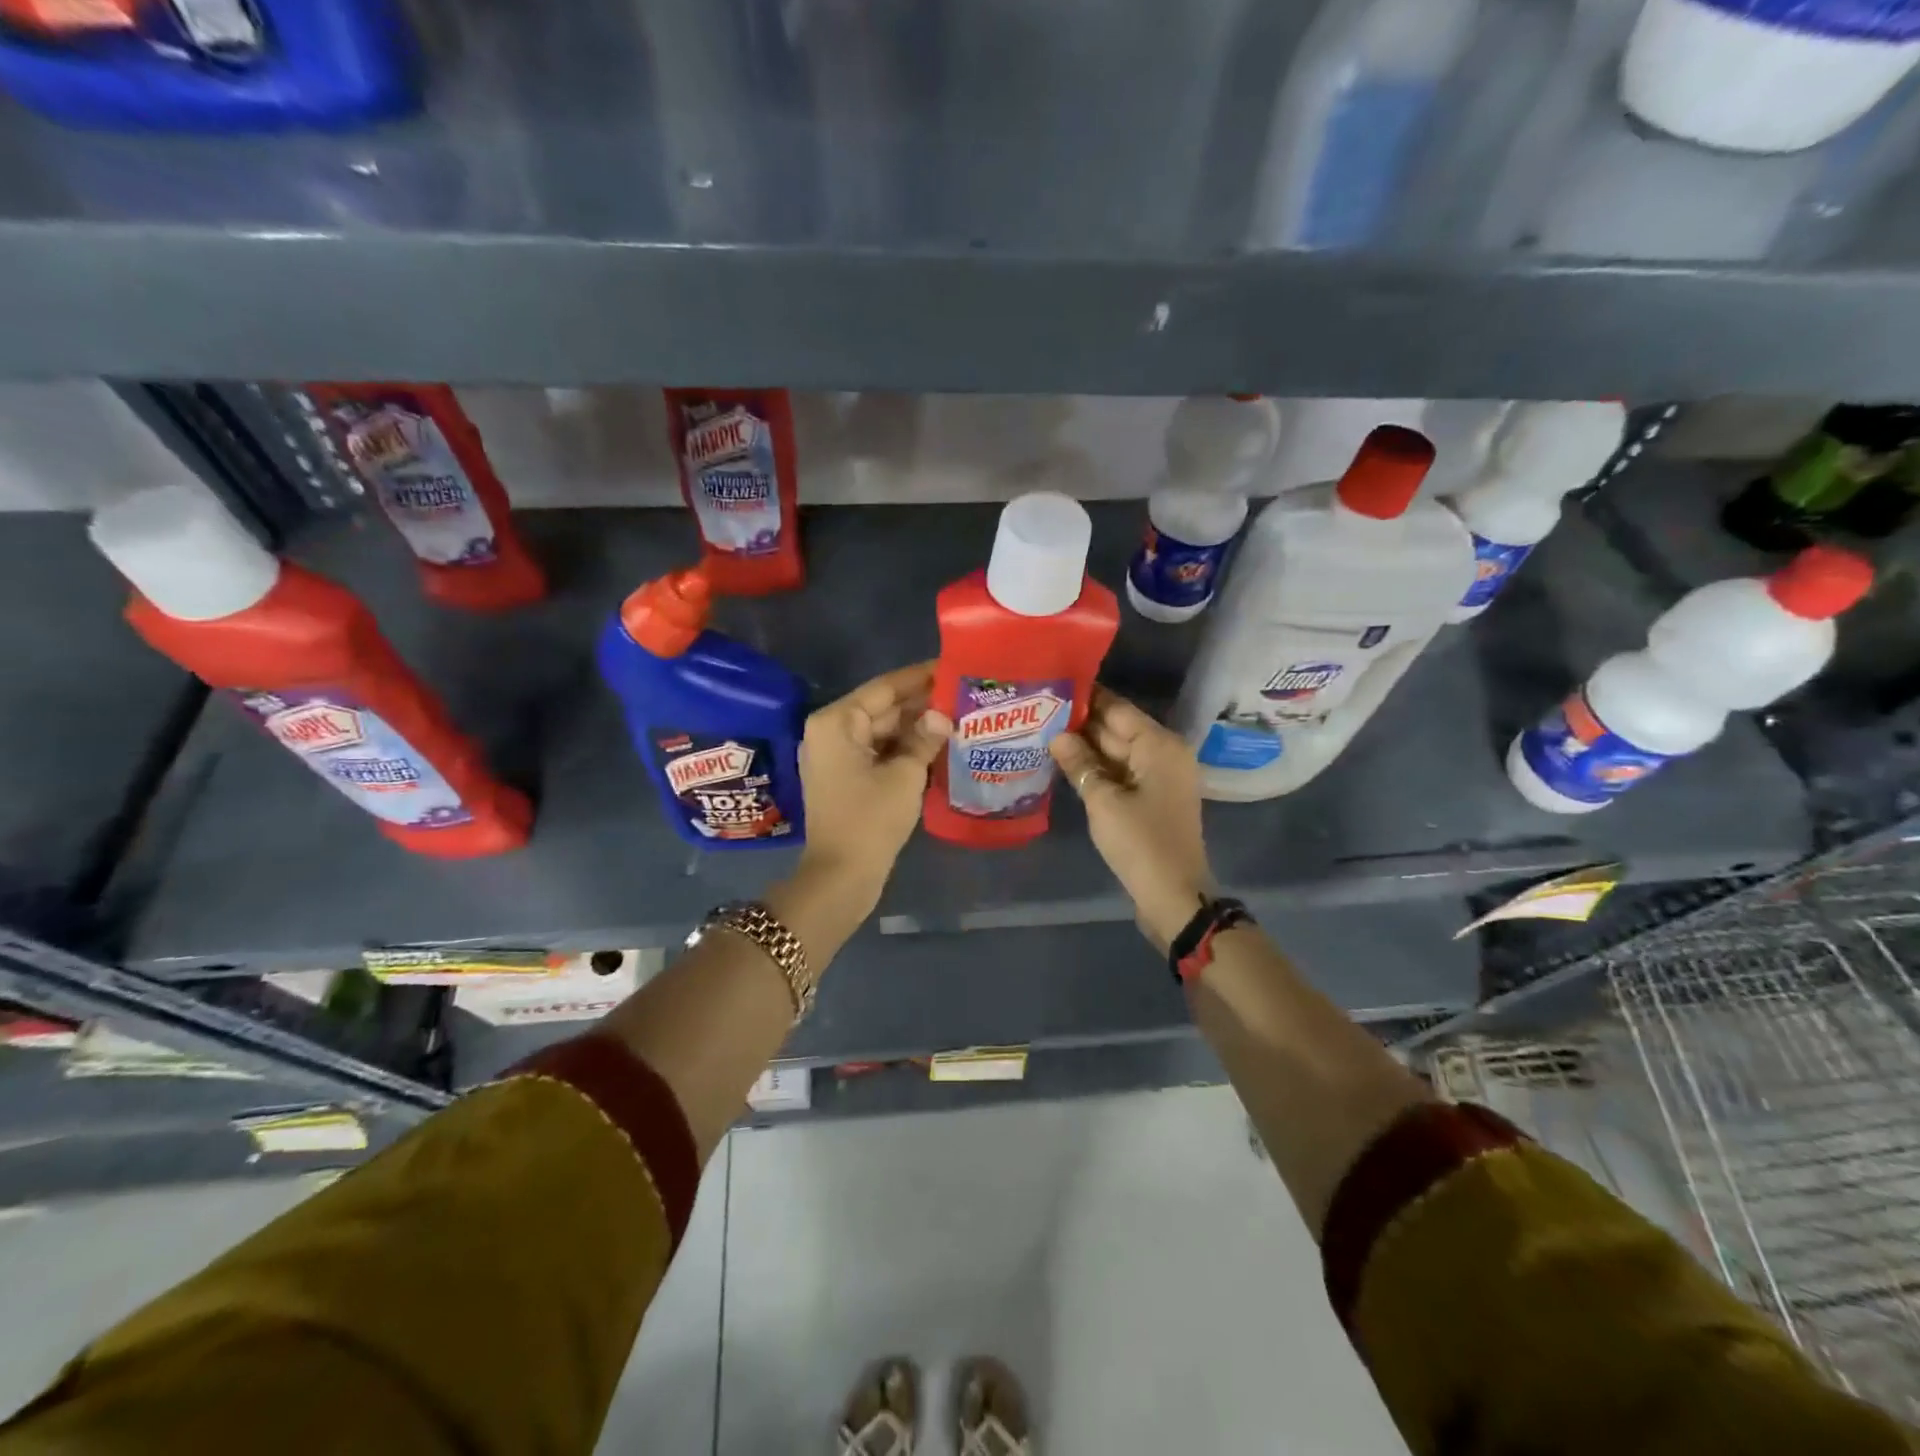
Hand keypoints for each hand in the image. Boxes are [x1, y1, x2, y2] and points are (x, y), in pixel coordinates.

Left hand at [796, 661, 951, 907]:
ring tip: (959, 715)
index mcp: (837, 722)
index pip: (884, 687)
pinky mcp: (846, 777)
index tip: (952, 666)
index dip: (920, 677)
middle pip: (882, 707)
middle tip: (964, 693)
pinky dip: (905, 748)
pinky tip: (938, 744)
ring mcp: (837, 755)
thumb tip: (942, 715)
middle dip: (922, 704)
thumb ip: (924, 738)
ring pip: (883, 731)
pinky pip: (879, 751)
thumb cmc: (870, 820)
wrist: (841, 877)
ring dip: (916, 727)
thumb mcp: (905, 775)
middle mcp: (831, 731)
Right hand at [1051, 687, 1213, 950]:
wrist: (1174, 895)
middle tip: (1040, 711)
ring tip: (1044, 732)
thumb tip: (1057, 735)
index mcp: (1159, 745)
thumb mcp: (1103, 801)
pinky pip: (1121, 772)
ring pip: (1118, 752)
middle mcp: (1164, 753)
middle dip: (1081, 723)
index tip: (1052, 686)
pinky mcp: (1152, 798)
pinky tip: (1066, 764)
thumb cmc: (1140, 842)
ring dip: (1086, 746)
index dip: (1085, 698)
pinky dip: (1097, 768)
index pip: (1117, 708)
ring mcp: (1160, 777)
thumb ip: (1079, 763)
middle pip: (1118, 729)